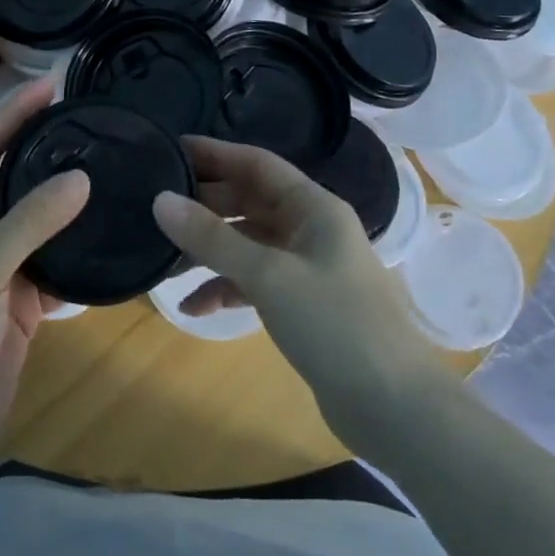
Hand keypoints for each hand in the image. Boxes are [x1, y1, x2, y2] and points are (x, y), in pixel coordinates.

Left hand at [0, 77, 88, 462]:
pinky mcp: (25, 293)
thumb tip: (80, 178)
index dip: (12, 112)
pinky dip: (78, 242)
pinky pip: (56, 256)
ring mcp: (1, 262)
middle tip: (82, 113)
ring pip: (37, 215)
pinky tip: (108, 226)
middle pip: (11, 173)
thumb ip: (30, 220)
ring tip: (103, 160)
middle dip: (41, 142)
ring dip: (64, 192)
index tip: (50, 84)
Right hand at [152, 136, 439, 444]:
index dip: (215, 153)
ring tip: (166, 258)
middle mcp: (313, 229)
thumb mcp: (268, 275)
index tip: (172, 147)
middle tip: (158, 205)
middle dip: (206, 204)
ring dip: (211, 250)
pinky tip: (194, 307)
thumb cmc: (335, 324)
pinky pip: (256, 282)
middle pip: (251, 201)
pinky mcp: (304, 304)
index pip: (257, 163)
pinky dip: (226, 288)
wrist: (396, 408)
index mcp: (314, 208)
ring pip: (249, 243)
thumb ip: (212, 238)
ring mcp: (309, 268)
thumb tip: (160, 199)